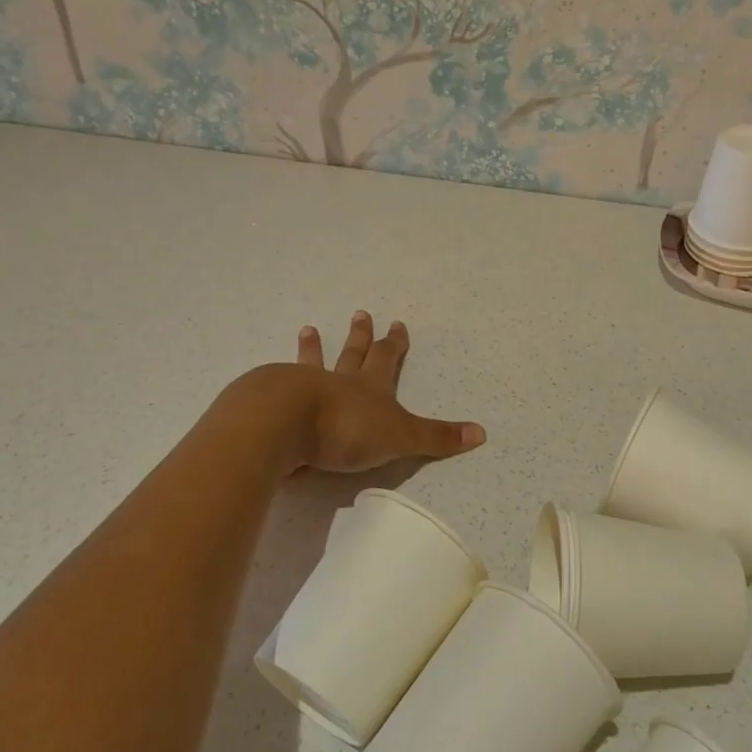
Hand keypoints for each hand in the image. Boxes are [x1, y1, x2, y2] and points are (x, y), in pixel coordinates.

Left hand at [288, 312, 485, 472]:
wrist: (286, 423)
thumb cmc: (348, 429)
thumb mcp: (400, 437)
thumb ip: (436, 437)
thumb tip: (482, 433)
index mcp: (370, 387)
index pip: (387, 359)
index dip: (395, 343)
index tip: (397, 323)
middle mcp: (339, 381)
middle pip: (353, 354)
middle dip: (360, 336)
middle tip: (360, 313)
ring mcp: (304, 388)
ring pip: (312, 363)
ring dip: (313, 348)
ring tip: (308, 330)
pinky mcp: (274, 401)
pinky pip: (278, 384)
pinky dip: (276, 378)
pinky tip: (269, 376)